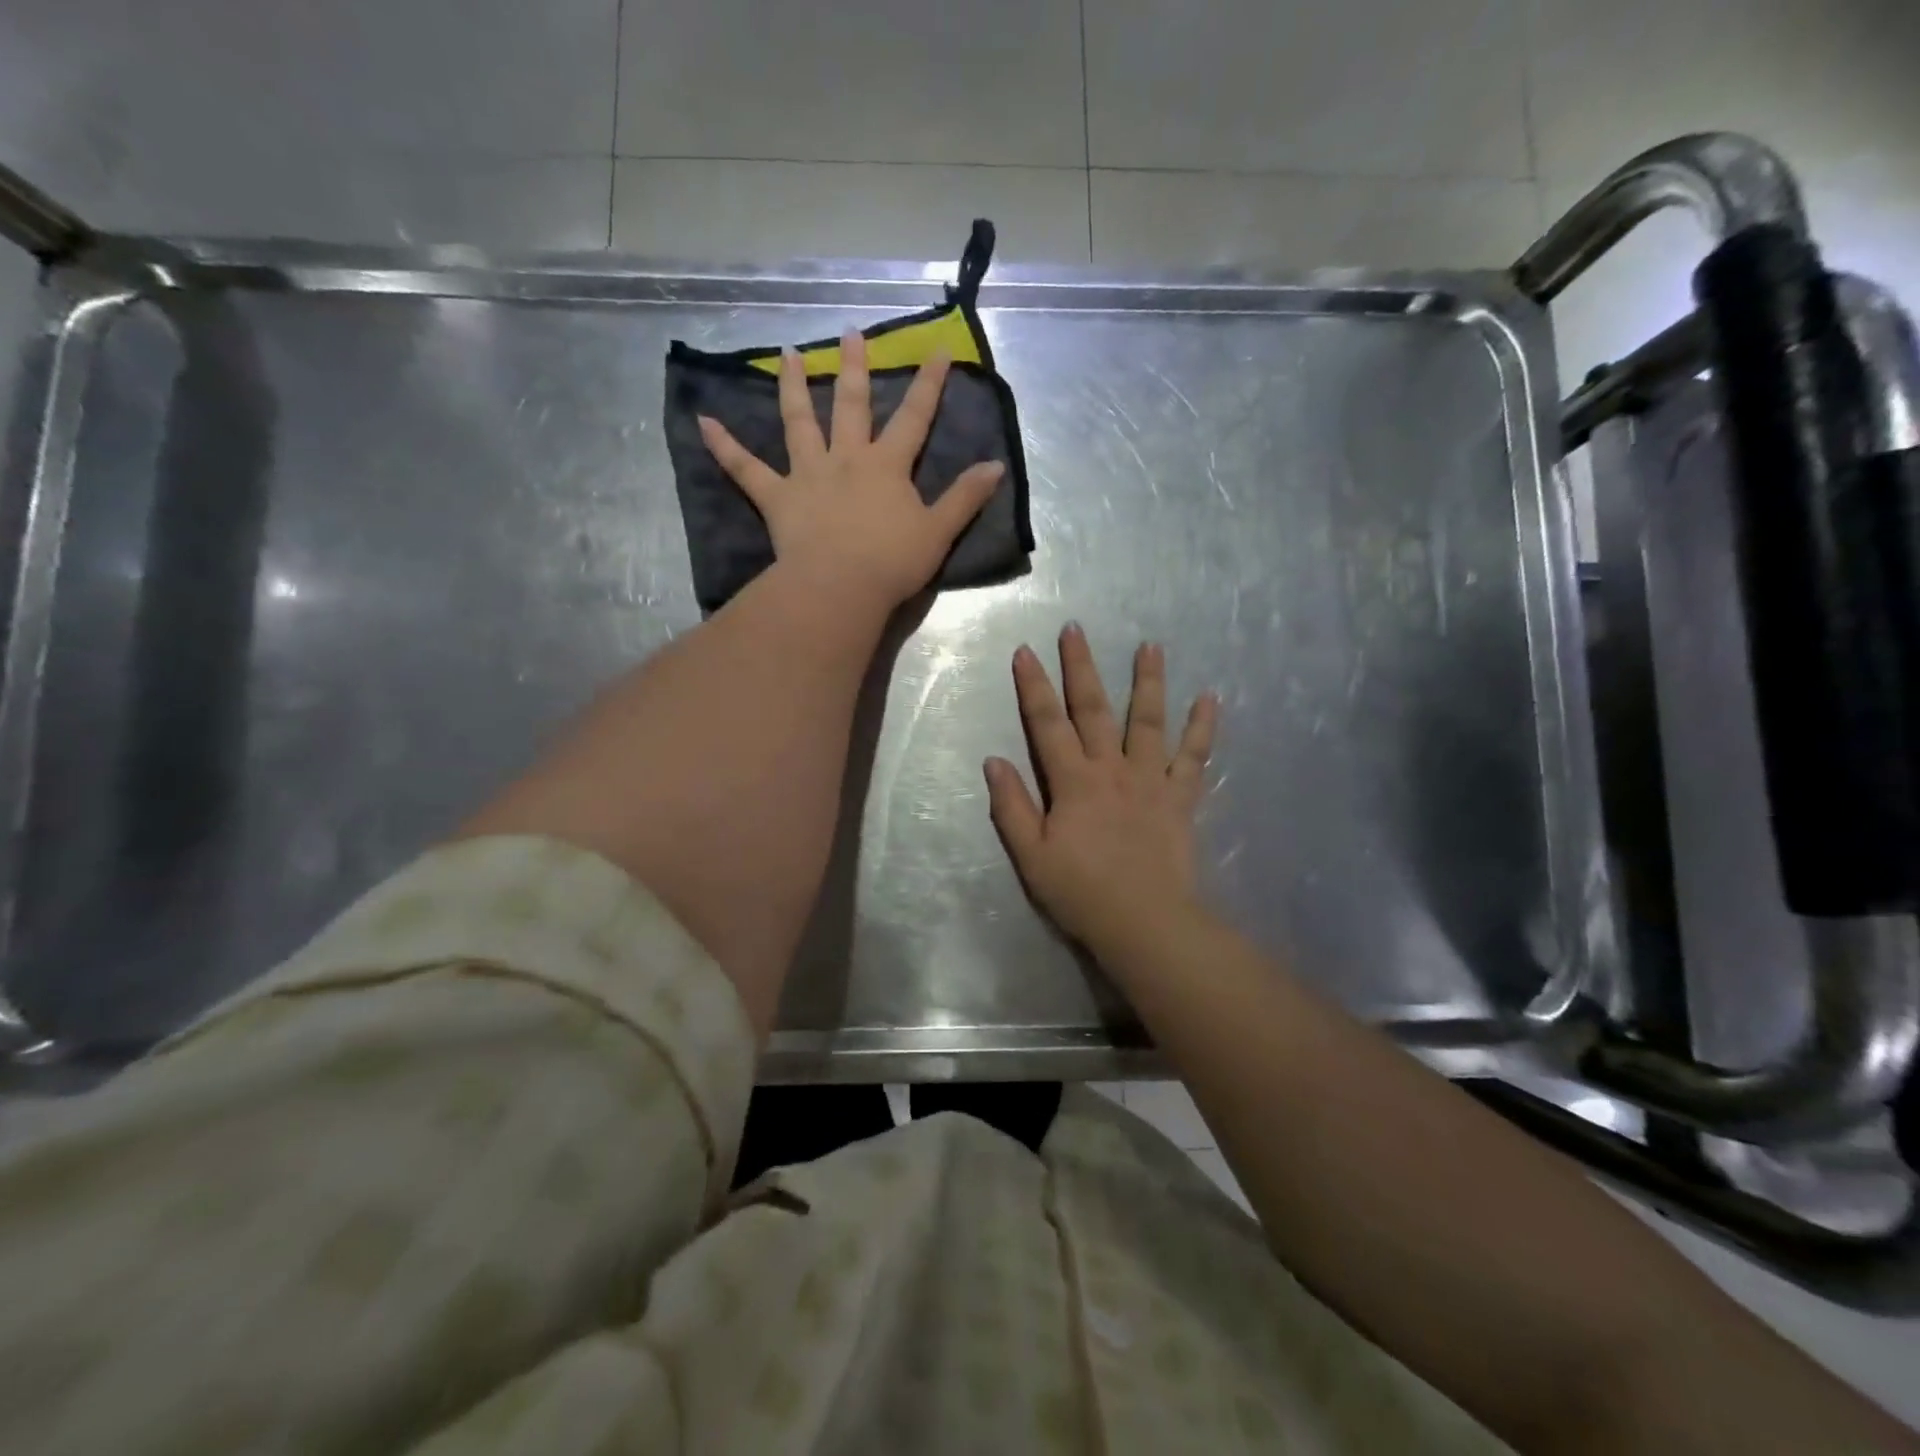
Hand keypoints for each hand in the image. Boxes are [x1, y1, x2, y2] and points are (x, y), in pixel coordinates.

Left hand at [698, 330, 1005, 612]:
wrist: (841, 587)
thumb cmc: (893, 562)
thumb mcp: (939, 532)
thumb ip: (965, 497)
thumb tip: (996, 466)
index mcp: (888, 466)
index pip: (914, 418)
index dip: (929, 384)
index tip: (938, 349)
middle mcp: (847, 459)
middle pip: (851, 405)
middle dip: (854, 368)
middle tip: (849, 333)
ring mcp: (808, 475)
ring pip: (798, 422)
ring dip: (790, 386)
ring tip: (785, 355)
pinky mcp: (778, 498)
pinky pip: (745, 469)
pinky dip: (724, 446)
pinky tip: (702, 421)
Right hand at [985, 624, 1218, 953]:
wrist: (1144, 921)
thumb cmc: (1081, 892)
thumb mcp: (1032, 856)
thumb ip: (1012, 807)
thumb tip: (994, 761)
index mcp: (1073, 782)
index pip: (1047, 724)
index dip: (1033, 687)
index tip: (1025, 652)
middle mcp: (1111, 769)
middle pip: (1094, 709)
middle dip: (1082, 667)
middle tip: (1076, 629)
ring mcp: (1150, 779)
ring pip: (1148, 721)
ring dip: (1148, 681)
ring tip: (1151, 646)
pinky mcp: (1180, 797)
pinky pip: (1194, 756)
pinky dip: (1203, 727)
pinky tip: (1210, 698)